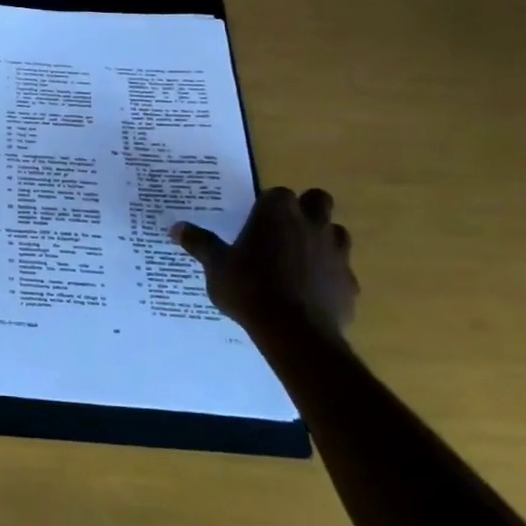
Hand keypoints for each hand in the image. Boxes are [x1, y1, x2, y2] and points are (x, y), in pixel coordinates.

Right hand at [170, 187, 358, 337]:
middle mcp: (311, 224)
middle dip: (304, 209)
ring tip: (297, 259)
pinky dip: (328, 275)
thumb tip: (176, 227)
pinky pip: (341, 270)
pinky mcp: (349, 282)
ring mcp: (336, 253)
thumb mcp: (215, 266)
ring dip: (321, 239)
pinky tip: (309, 292)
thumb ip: (200, 243)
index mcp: (277, 213)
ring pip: (336, 232)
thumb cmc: (249, 288)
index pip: (276, 193)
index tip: (255, 220)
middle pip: (317, 200)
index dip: (267, 205)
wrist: (295, 332)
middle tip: (282, 230)